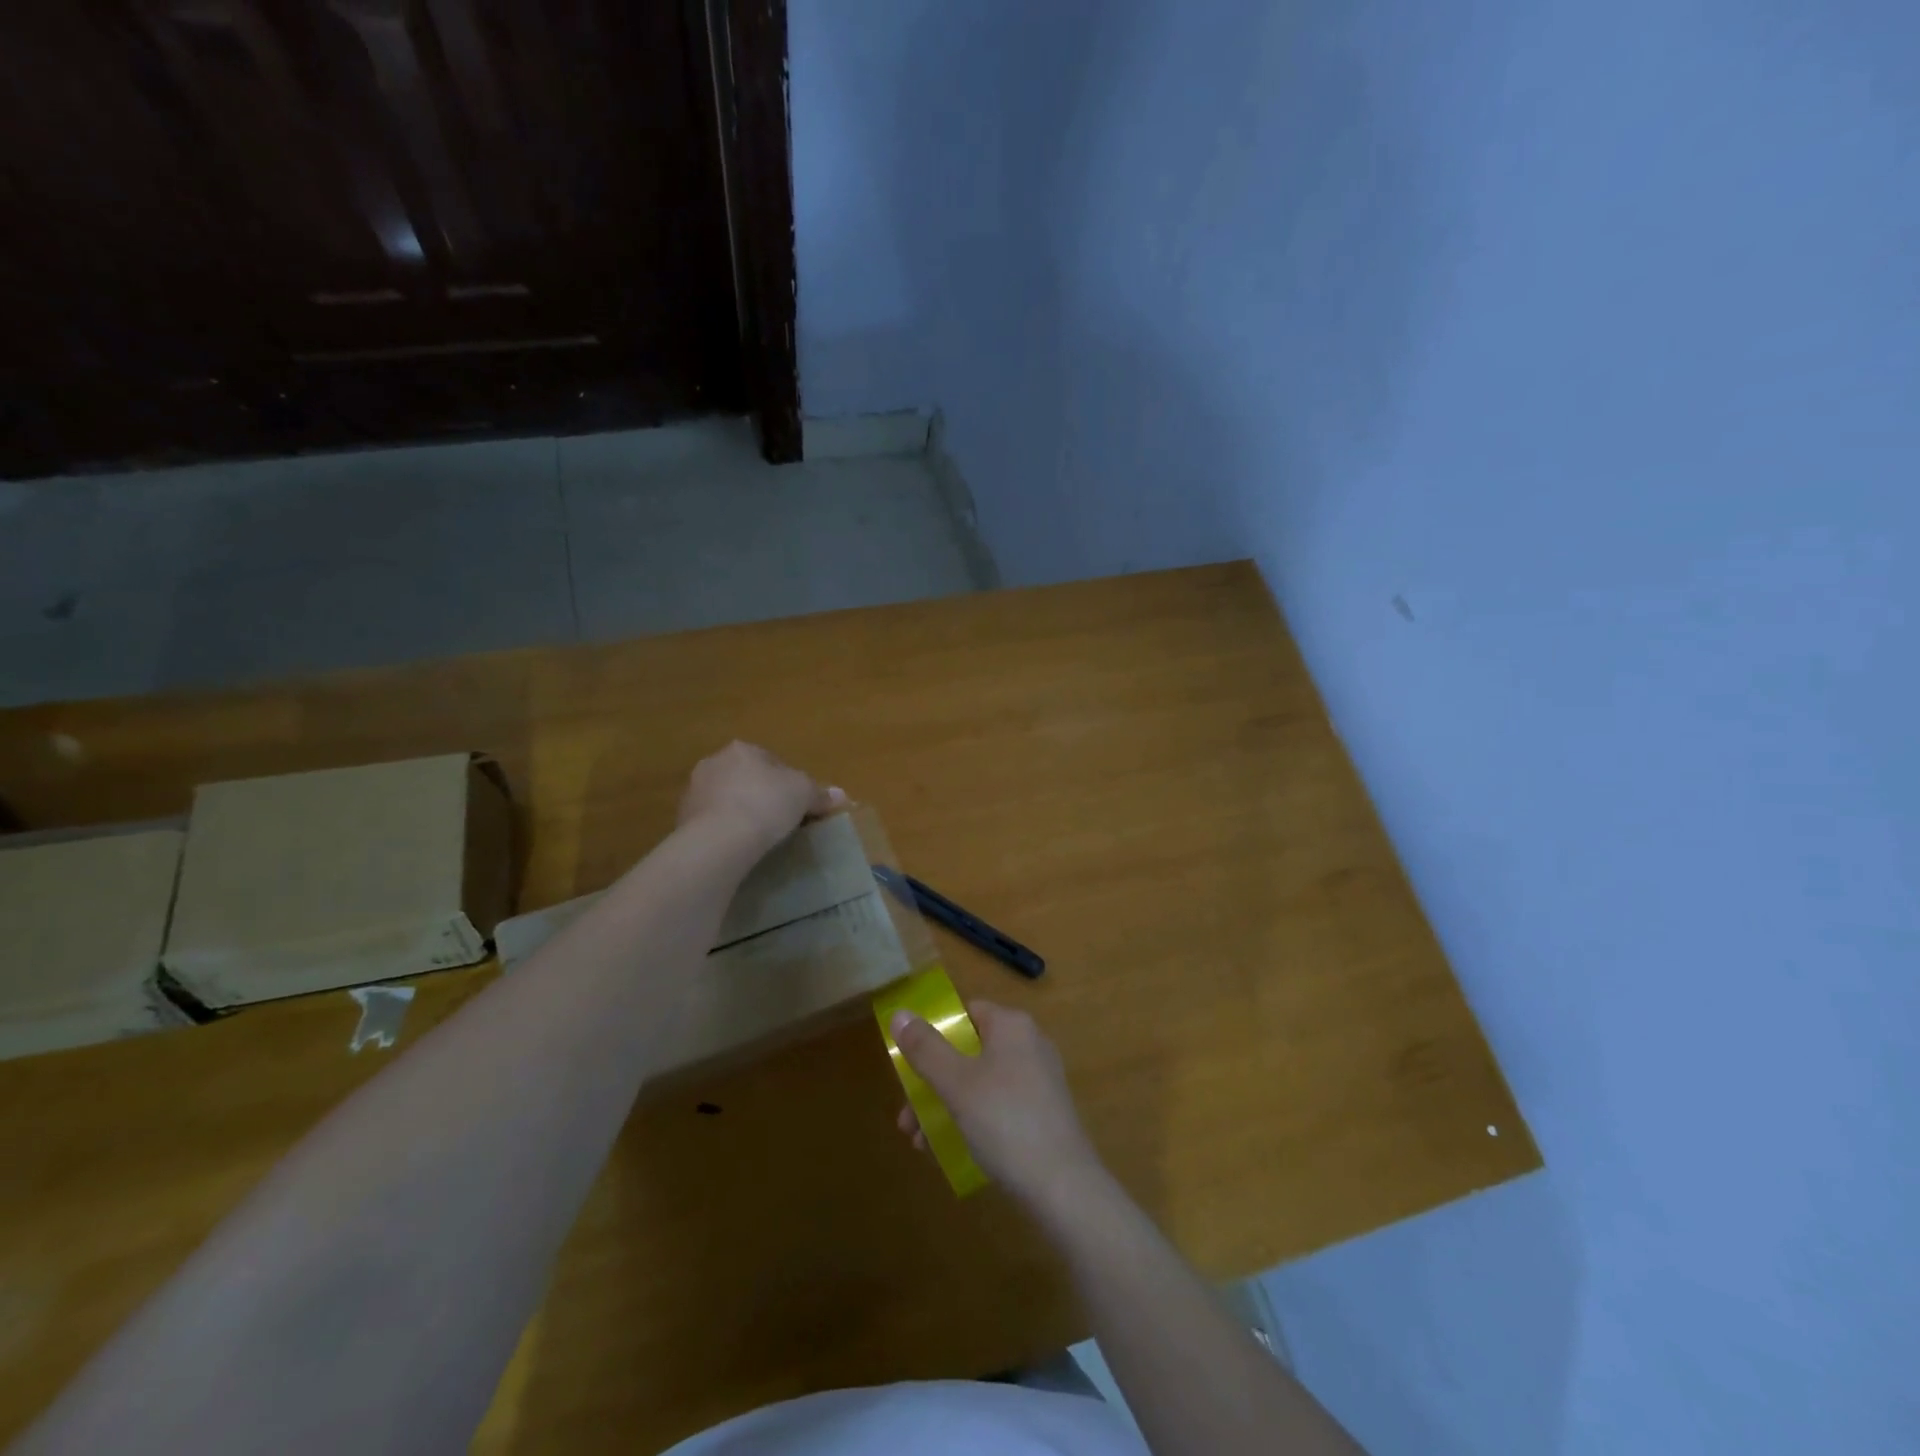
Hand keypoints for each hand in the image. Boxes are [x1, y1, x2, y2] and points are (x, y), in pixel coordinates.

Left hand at [677, 741, 843, 854]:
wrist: (720, 839)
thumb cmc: (767, 803)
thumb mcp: (804, 794)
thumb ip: (820, 793)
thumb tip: (841, 796)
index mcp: (742, 749)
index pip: (771, 761)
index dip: (788, 782)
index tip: (797, 804)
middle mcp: (713, 763)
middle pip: (746, 778)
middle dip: (760, 794)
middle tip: (779, 819)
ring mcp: (694, 791)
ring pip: (726, 799)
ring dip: (739, 811)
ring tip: (758, 836)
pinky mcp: (681, 820)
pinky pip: (711, 821)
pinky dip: (724, 830)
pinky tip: (738, 847)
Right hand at [891, 1001, 1104, 1211]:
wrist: (1063, 1186)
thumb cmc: (1005, 1121)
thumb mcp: (956, 1083)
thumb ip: (925, 1048)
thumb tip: (900, 1013)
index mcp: (1012, 1026)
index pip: (967, 1012)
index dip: (936, 1034)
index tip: (911, 1065)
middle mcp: (1029, 1044)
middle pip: (969, 1052)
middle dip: (934, 1082)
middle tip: (907, 1116)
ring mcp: (1040, 1081)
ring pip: (981, 1083)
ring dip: (947, 1106)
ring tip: (920, 1142)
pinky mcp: (1044, 1114)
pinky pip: (999, 1106)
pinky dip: (973, 1120)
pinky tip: (950, 1151)